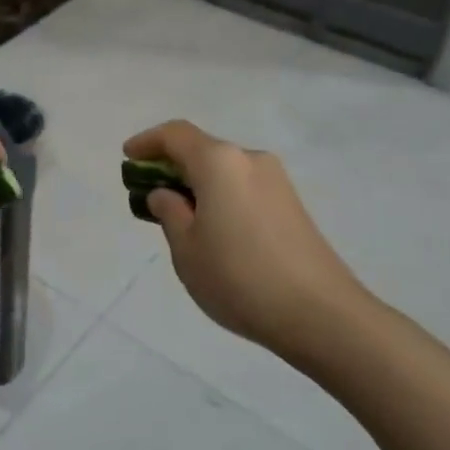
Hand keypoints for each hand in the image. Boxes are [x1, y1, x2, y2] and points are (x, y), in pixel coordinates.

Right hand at [123, 120, 364, 357]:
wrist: (321, 314)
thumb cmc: (239, 277)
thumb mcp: (186, 249)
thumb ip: (170, 213)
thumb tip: (167, 195)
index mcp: (220, 162)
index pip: (176, 134)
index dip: (148, 142)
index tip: (128, 157)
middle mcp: (251, 160)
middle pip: (203, 150)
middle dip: (173, 166)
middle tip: (149, 194)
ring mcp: (277, 182)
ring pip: (226, 171)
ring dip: (198, 184)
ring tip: (181, 219)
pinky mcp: (292, 206)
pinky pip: (244, 188)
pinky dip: (221, 197)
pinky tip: (215, 231)